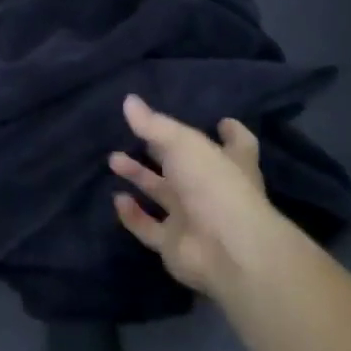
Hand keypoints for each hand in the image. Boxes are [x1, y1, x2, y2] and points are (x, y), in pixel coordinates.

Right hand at [109, 93, 275, 295]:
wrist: (225, 249)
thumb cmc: (213, 185)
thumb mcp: (183, 144)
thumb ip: (154, 124)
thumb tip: (128, 100)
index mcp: (229, 163)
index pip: (237, 144)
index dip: (230, 133)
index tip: (222, 122)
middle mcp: (212, 190)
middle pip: (186, 168)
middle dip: (161, 152)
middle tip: (137, 137)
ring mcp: (194, 219)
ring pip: (163, 195)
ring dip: (140, 178)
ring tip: (113, 160)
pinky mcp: (174, 244)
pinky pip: (148, 227)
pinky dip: (132, 214)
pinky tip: (117, 198)